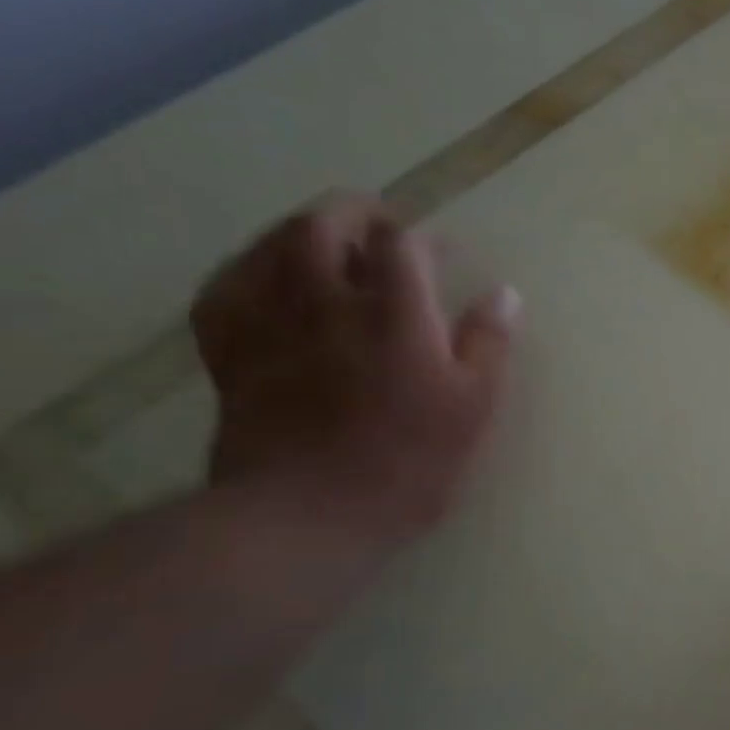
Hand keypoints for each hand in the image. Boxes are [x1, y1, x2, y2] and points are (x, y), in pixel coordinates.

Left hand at [192, 193, 519, 544]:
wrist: (306, 516)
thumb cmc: (406, 462)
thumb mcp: (473, 407)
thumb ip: (489, 343)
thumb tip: (504, 293)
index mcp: (393, 312)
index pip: (402, 244)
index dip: (423, 240)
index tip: (441, 254)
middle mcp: (325, 301)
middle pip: (324, 225)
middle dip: (354, 213)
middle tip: (379, 228)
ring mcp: (269, 323)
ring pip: (270, 246)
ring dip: (301, 233)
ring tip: (326, 246)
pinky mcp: (230, 353)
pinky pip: (224, 288)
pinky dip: (247, 270)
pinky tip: (264, 280)